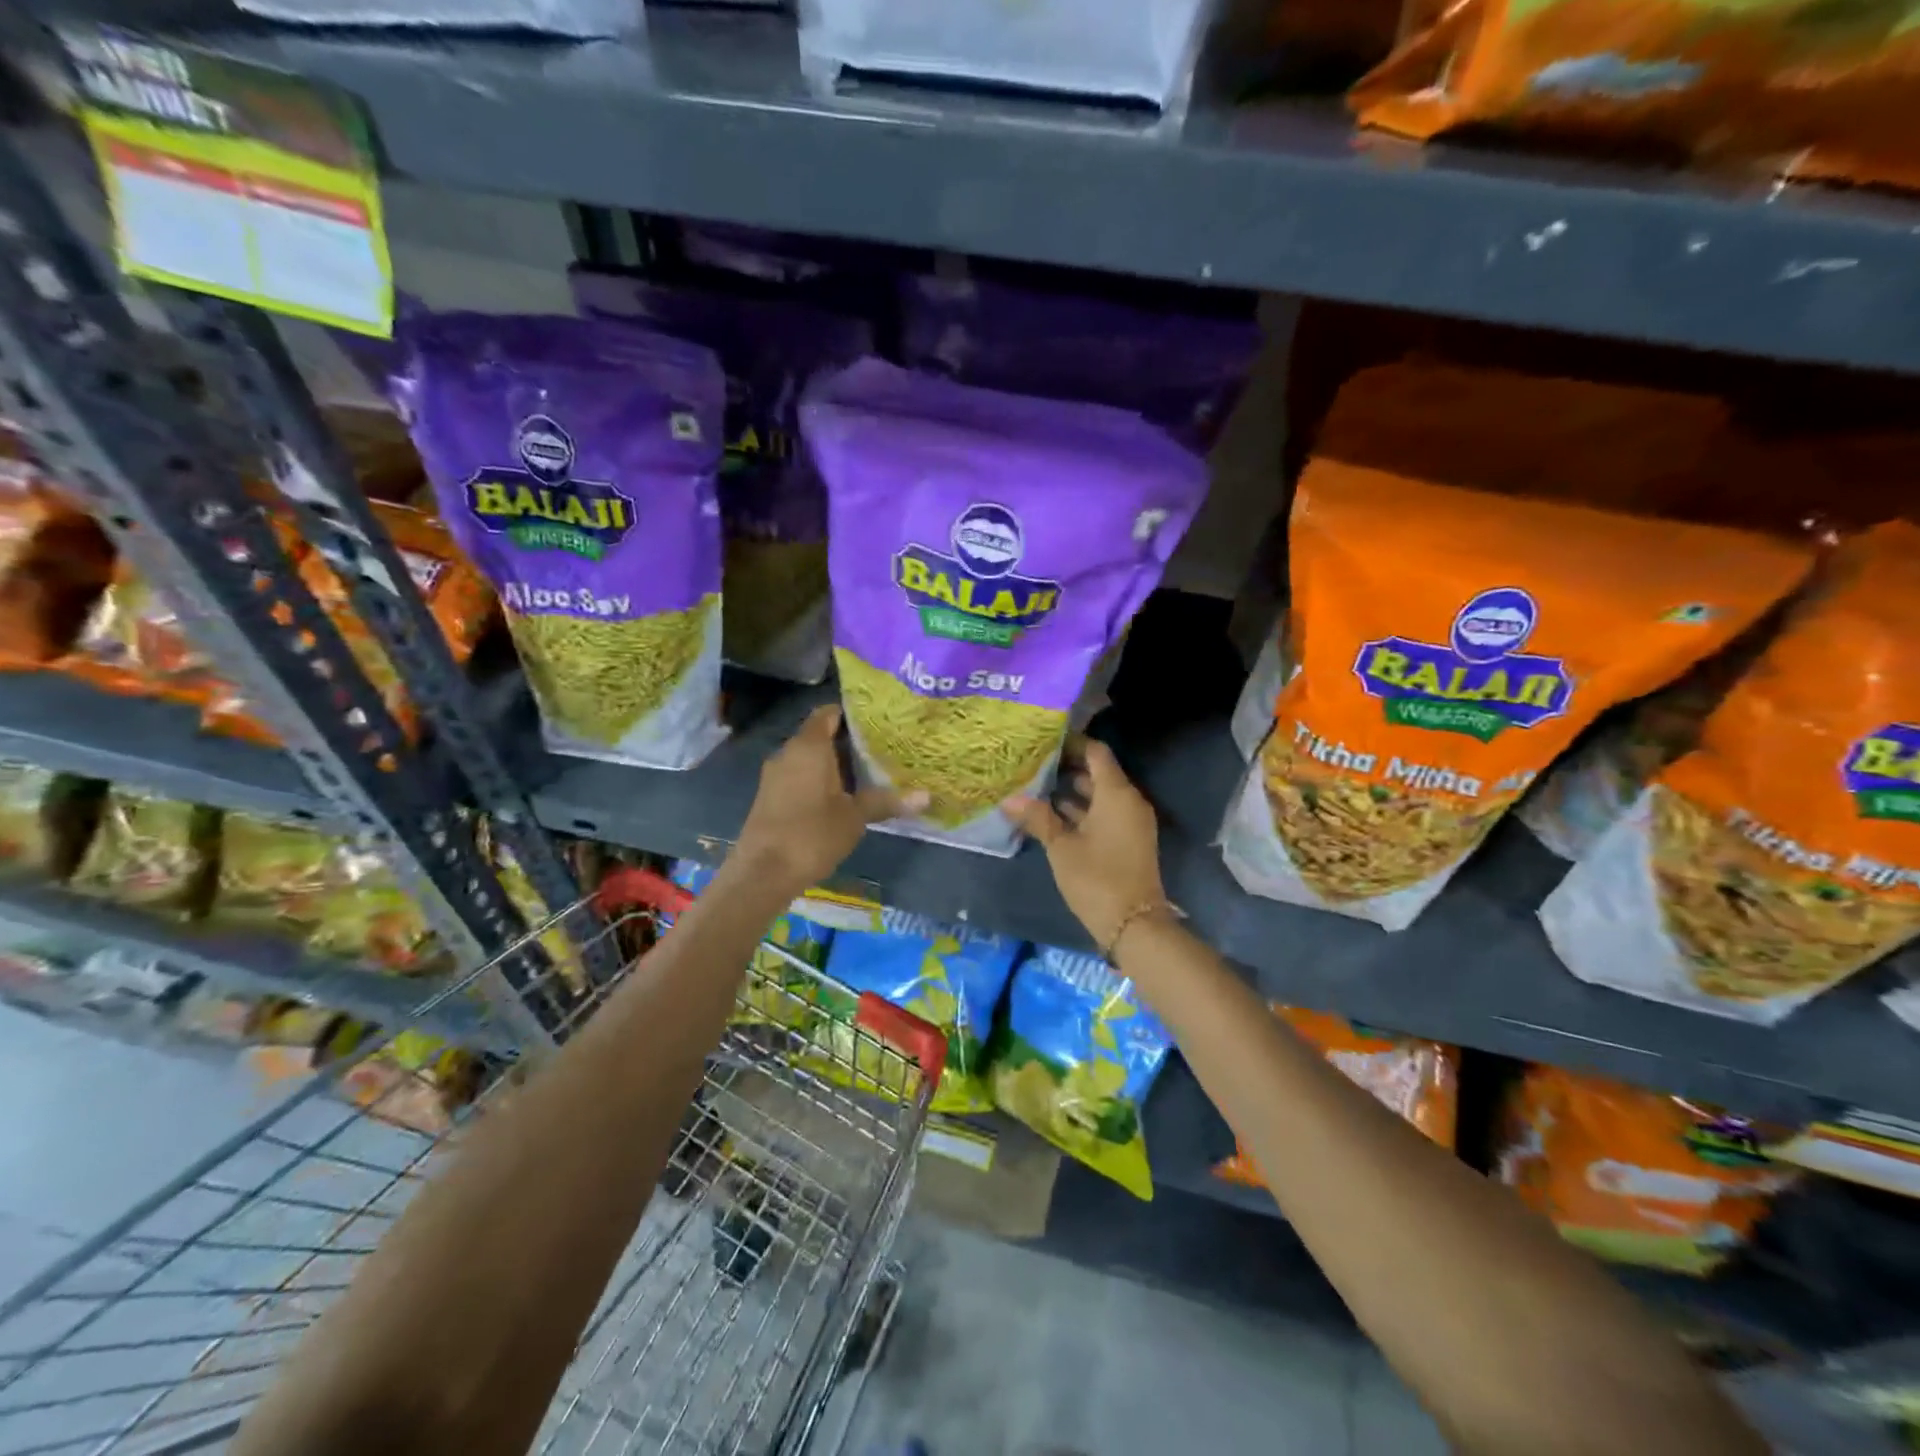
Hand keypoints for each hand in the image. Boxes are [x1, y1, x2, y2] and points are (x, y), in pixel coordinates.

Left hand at [735, 706, 925, 893]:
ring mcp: (775, 775)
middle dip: (849, 742)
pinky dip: (819, 781)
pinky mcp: (770, 796)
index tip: (879, 722)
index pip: (829, 712)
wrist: (762, 873)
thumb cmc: (812, 835)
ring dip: (834, 764)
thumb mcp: (855, 817)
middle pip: (821, 735)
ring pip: (809, 758)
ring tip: (868, 773)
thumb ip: (886, 801)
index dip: (852, 713)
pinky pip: (798, 776)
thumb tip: (926, 796)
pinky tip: (841, 797)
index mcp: (809, 746)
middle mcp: (788, 752)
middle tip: (883, 749)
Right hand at [1004, 739, 1166, 952]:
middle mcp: (1128, 801)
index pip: (1096, 753)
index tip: (1045, 740)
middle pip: (1098, 772)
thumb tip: (1009, 799)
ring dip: (1072, 790)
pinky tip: (1051, 814)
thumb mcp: (1062, 847)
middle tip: (1033, 762)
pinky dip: (1082, 810)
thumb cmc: (1097, 878)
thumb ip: (1038, 818)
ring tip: (1036, 785)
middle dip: (1067, 767)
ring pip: (1100, 795)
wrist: (1134, 925)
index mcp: (1116, 794)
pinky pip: (1104, 813)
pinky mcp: (1127, 841)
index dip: (1073, 743)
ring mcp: (1130, 822)